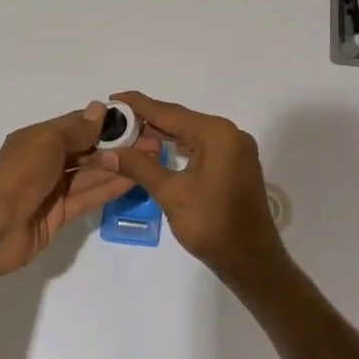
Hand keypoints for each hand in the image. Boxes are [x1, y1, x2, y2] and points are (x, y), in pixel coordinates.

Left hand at [0, 102, 135, 276]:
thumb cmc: (18, 176)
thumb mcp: (46, 143)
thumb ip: (76, 130)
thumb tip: (100, 109)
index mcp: (39, 139)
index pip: (78, 125)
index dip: (105, 123)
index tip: (135, 121)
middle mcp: (47, 161)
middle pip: (87, 150)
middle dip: (117, 146)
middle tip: (150, 143)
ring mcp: (53, 189)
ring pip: (91, 174)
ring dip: (118, 166)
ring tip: (149, 160)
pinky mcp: (59, 215)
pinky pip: (88, 197)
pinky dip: (109, 188)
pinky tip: (133, 180)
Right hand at [98, 92, 291, 293]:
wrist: (252, 261)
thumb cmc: (212, 225)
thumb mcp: (171, 193)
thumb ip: (139, 167)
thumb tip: (107, 153)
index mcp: (217, 133)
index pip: (169, 112)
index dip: (138, 105)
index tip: (113, 98)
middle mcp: (230, 133)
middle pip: (181, 120)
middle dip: (148, 120)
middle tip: (116, 119)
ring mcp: (236, 149)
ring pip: (191, 134)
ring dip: (163, 134)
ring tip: (131, 134)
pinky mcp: (237, 164)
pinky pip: (203, 146)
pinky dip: (180, 147)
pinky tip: (160, 151)